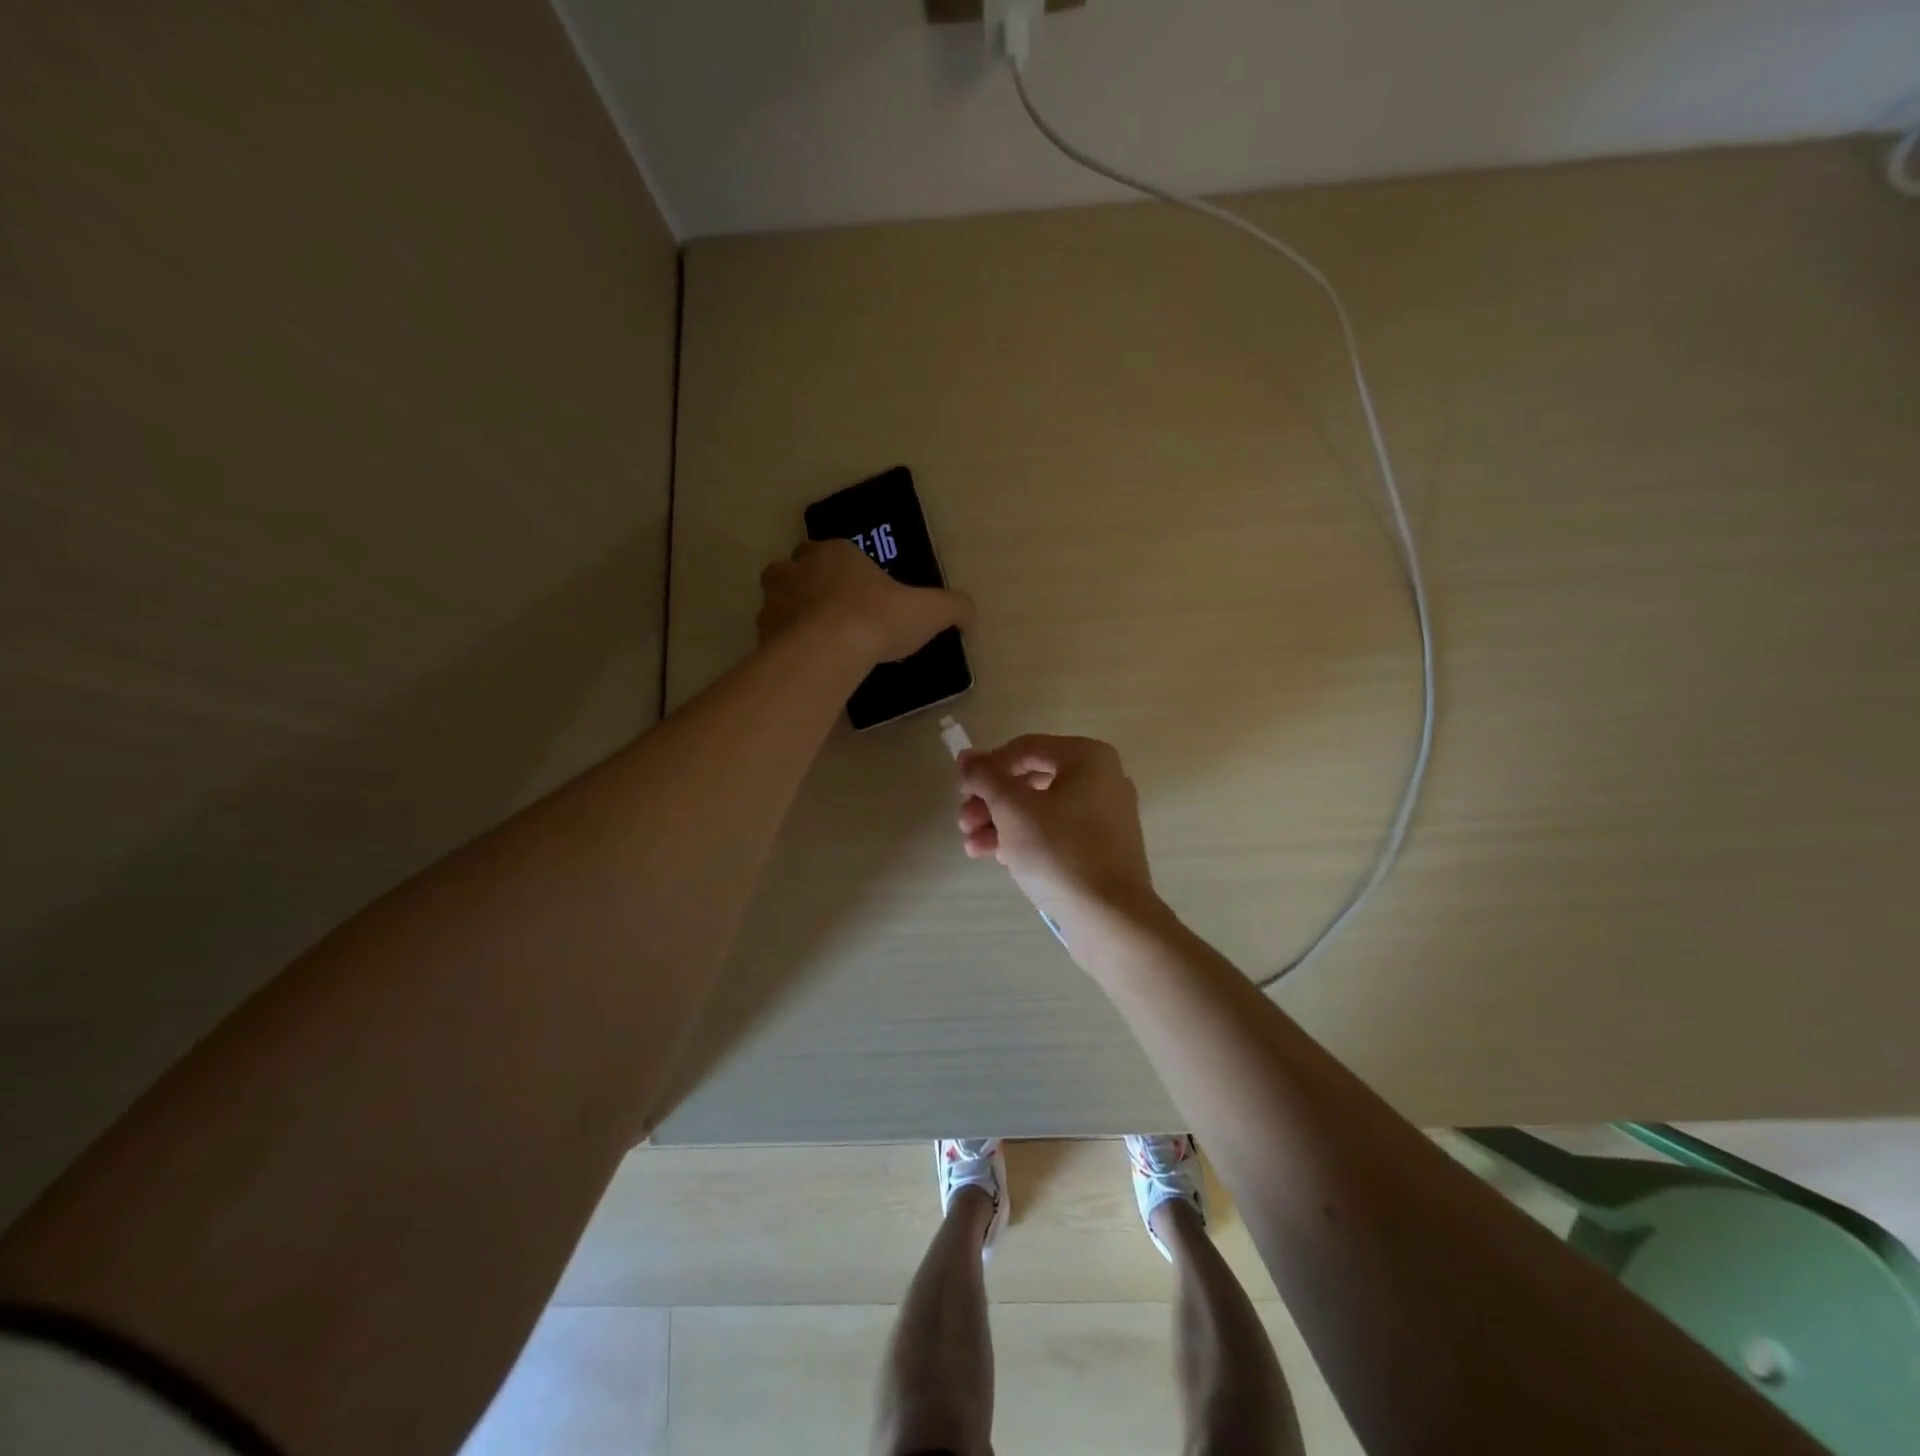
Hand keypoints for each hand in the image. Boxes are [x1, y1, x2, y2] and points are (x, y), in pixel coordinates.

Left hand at [758, 540, 973, 665]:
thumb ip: (952, 607)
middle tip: (828, 611)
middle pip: (794, 568)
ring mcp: (775, 600)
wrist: (831, 649)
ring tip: (811, 638)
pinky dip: (780, 644)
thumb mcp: (928, 611)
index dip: (843, 567)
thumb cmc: (879, 618)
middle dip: (805, 584)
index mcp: (836, 553)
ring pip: (775, 599)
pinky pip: (769, 634)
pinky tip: (802, 661)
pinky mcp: (762, 632)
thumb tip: (969, 613)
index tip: (856, 590)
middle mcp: (799, 568)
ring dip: (788, 613)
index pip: (832, 550)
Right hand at [956, 735, 1158, 926]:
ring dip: (1000, 823)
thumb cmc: (1059, 851)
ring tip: (972, 846)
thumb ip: (986, 777)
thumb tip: (966, 756)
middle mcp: (1102, 779)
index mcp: (1088, 758)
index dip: (988, 766)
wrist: (1109, 918)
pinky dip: (1025, 839)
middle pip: (1031, 779)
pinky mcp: (1101, 849)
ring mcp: (1105, 816)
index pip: (1025, 748)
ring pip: (1040, 809)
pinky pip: (1056, 833)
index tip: (962, 790)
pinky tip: (996, 857)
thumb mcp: (1013, 809)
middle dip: (991, 800)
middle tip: (963, 821)